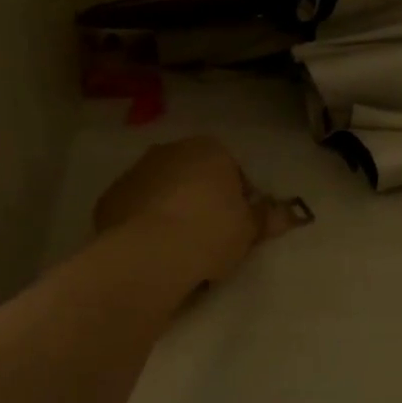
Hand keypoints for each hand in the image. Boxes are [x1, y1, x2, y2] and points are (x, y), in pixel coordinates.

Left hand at [94, 137, 304, 286]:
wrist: (150, 253)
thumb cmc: (210, 232)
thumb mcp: (249, 229)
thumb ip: (268, 217)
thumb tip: (291, 214)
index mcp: (208, 149)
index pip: (231, 170)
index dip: (237, 199)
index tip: (238, 227)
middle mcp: (169, 151)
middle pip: (193, 177)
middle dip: (201, 201)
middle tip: (210, 240)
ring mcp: (135, 172)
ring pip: (162, 192)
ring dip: (170, 211)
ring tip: (180, 250)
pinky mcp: (110, 198)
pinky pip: (135, 211)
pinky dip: (143, 225)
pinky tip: (153, 253)